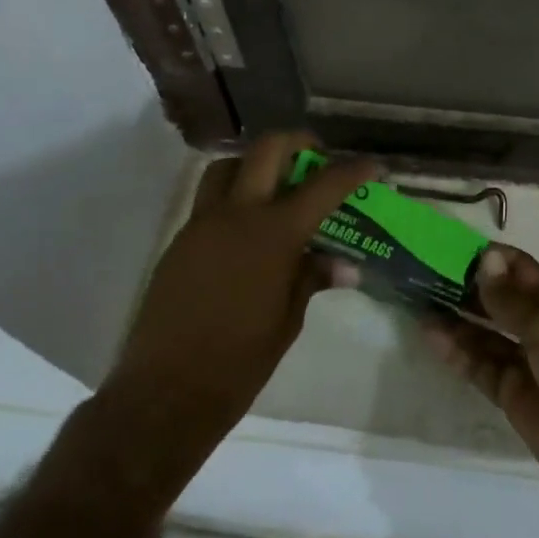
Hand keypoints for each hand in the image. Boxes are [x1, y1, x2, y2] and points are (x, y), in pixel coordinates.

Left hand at [107, 132, 377, 453]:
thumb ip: (312, 278)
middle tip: (317, 160)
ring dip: (256, 163)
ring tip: (277, 187)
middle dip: (299, 144)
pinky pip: (209, 198)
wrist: (164, 393)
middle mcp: (236, 215)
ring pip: (229, 165)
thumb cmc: (239, 362)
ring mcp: (202, 224)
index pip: (324, 186)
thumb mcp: (288, 320)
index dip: (354, 171)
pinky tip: (249, 228)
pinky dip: (234, 195)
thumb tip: (344, 264)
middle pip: (268, 149)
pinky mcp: (181, 240)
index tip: (374, 167)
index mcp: (274, 235)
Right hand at [425, 246, 538, 537]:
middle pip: (496, 298)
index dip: (488, 258)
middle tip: (421, 270)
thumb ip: (511, 300)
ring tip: (416, 299)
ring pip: (482, 331)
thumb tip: (485, 259)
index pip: (518, 268)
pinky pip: (477, 364)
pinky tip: (429, 334)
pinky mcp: (509, 391)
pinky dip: (455, 350)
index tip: (448, 247)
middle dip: (464, 285)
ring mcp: (523, 360)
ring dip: (454, 316)